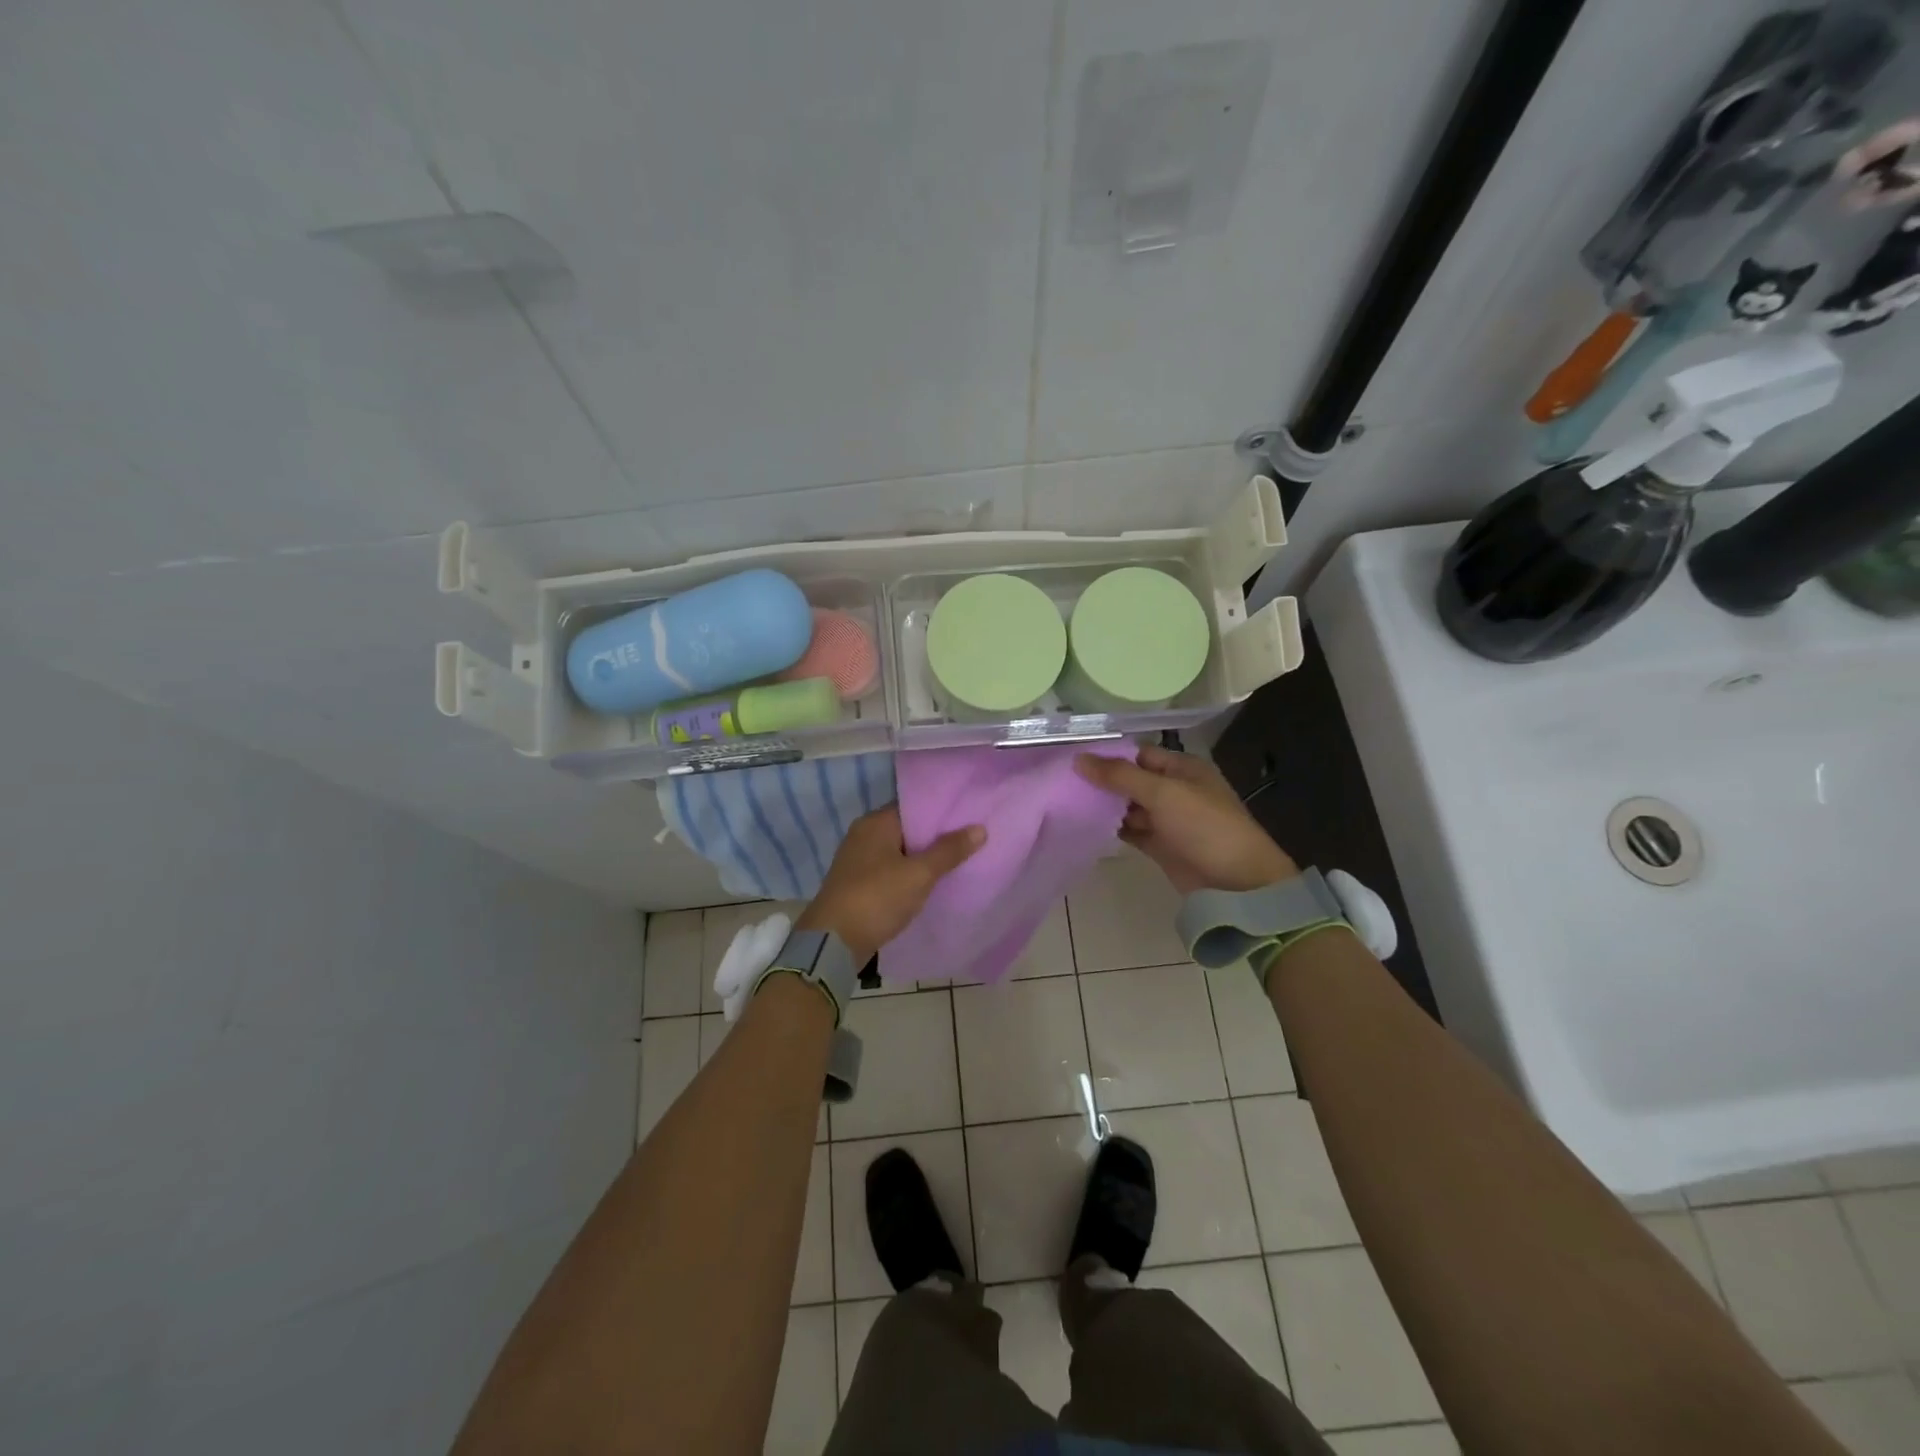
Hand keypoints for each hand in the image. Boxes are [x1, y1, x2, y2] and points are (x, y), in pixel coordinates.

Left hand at [796, 806, 984, 964]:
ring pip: (899, 852)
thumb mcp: (919, 874)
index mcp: (875, 823)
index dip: (942, 812)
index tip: (969, 818)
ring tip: (957, 862)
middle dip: (935, 837)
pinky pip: (890, 872)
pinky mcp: (857, 884)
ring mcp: (858, 861)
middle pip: (907, 829)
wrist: (833, 943)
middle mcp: (863, 835)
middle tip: (970, 841)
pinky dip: (908, 875)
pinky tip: (930, 884)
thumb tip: (980, 828)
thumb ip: (949, 851)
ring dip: (922, 859)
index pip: (914, 807)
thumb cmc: (877, 898)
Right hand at [1076, 745, 1296, 894]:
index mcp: (1183, 769)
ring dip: (1104, 806)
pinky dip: (1112, 829)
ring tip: (1066, 802)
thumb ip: (1120, 776)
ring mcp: (1168, 820)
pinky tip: (1085, 826)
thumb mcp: (1163, 793)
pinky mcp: (1161, 846)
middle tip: (1063, 782)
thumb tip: (1079, 759)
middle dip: (1102, 781)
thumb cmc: (1204, 826)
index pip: (1139, 754)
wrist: (1237, 884)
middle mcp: (1175, 790)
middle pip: (1132, 780)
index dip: (1109, 755)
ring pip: (1129, 807)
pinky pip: (1131, 831)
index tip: (1073, 759)